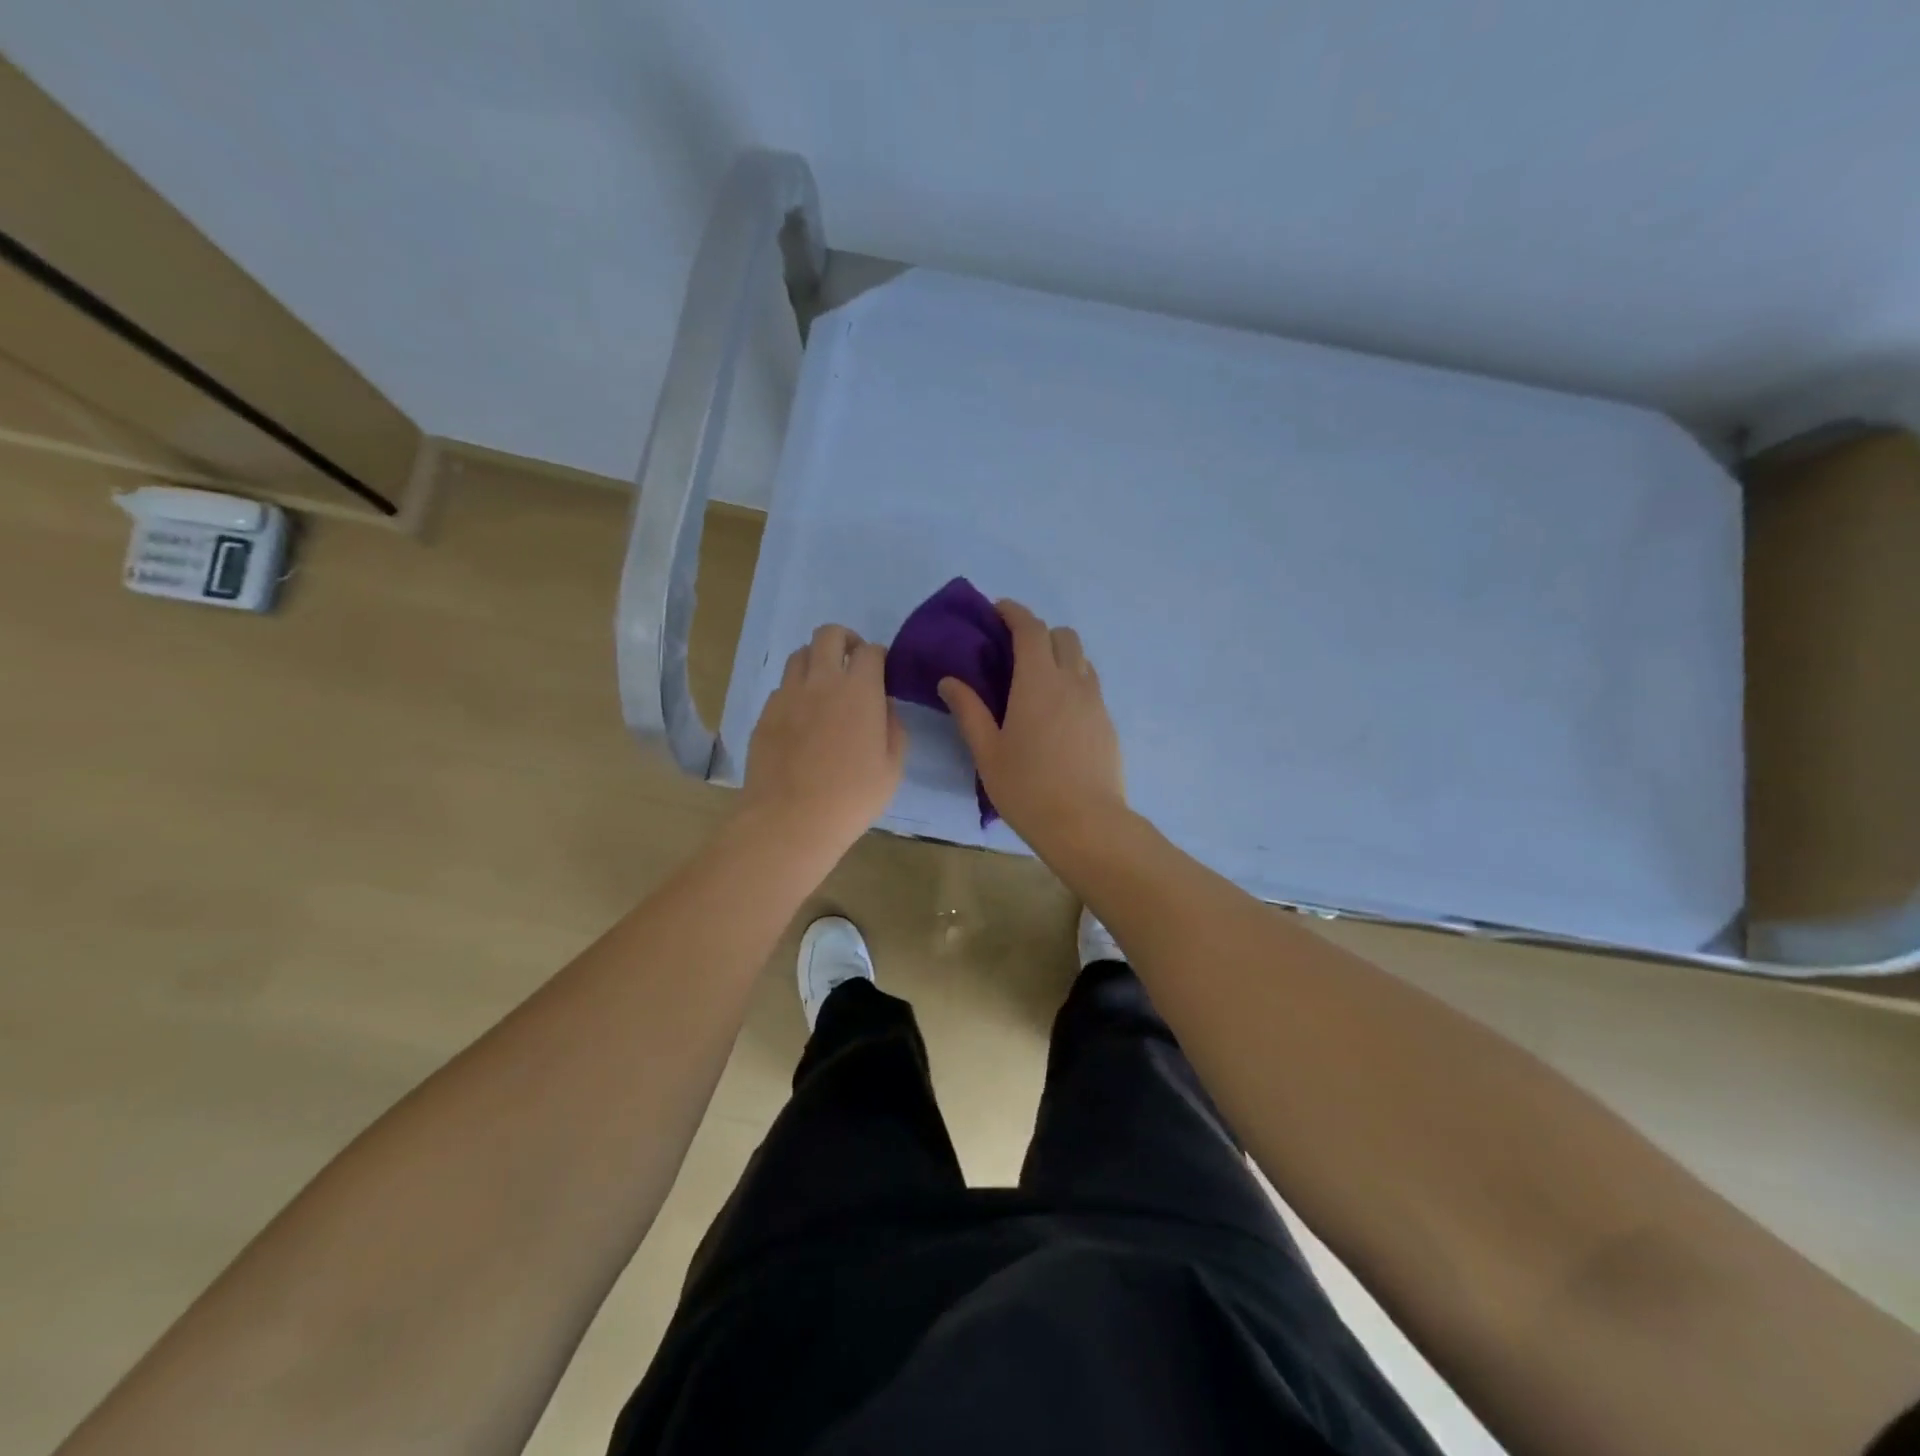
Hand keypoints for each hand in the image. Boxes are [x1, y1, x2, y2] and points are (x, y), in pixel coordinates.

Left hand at [741, 624, 905, 853]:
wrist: (791, 819)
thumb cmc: (852, 797)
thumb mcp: (892, 767)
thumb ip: (894, 728)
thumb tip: (884, 706)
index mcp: (859, 690)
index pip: (870, 650)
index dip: (878, 656)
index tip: (881, 672)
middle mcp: (822, 681)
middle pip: (828, 634)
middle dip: (844, 639)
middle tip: (852, 662)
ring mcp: (788, 695)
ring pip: (799, 655)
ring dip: (816, 661)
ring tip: (824, 686)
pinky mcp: (765, 714)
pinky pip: (782, 688)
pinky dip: (796, 691)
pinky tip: (802, 718)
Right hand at [938, 599, 1126, 850]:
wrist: (1086, 824)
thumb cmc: (1028, 788)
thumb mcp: (987, 752)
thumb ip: (969, 711)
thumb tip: (950, 680)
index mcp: (1038, 682)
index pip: (1030, 628)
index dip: (1014, 612)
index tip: (998, 610)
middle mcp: (1072, 682)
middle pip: (1063, 636)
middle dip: (1039, 632)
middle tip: (1014, 652)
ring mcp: (1095, 702)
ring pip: (1081, 660)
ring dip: (1059, 656)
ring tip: (1036, 682)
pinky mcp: (1107, 723)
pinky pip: (1090, 686)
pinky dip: (1073, 682)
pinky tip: (1057, 713)